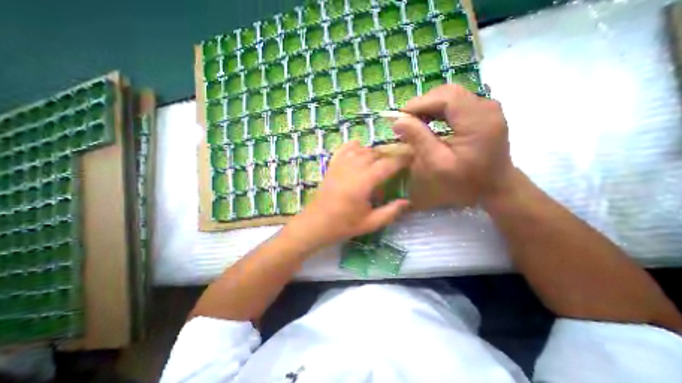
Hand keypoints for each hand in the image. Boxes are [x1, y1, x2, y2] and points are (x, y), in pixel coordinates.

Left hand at [284, 142, 409, 248]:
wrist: (315, 224)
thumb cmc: (343, 225)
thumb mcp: (370, 223)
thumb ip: (390, 212)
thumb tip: (407, 202)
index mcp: (364, 182)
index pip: (387, 164)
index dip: (401, 159)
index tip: (411, 157)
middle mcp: (353, 168)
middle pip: (375, 154)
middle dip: (388, 155)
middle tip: (397, 162)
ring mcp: (340, 165)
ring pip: (361, 150)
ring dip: (373, 152)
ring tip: (380, 159)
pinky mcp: (332, 167)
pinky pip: (343, 150)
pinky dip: (353, 146)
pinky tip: (358, 146)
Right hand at [393, 84, 513, 208]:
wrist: (495, 188)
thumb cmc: (466, 182)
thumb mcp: (437, 164)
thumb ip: (419, 139)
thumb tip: (398, 121)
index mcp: (477, 120)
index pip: (446, 97)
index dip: (419, 103)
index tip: (400, 117)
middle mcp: (486, 107)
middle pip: (449, 93)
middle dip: (423, 104)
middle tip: (406, 121)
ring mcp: (487, 109)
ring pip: (452, 97)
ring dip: (430, 107)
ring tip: (414, 123)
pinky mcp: (484, 114)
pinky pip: (457, 104)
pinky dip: (439, 111)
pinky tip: (430, 123)